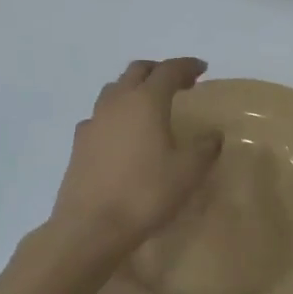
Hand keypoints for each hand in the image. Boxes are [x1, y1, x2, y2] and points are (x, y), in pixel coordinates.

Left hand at [50, 59, 221, 255]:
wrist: (91, 227)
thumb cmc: (146, 193)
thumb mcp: (188, 172)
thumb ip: (205, 148)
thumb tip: (213, 135)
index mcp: (146, 102)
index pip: (169, 70)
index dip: (187, 66)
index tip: (202, 69)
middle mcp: (117, 103)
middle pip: (137, 71)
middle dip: (159, 71)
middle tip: (178, 83)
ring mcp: (93, 122)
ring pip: (114, 90)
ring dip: (135, 89)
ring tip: (151, 105)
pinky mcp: (79, 144)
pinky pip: (100, 116)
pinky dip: (117, 114)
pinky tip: (124, 133)